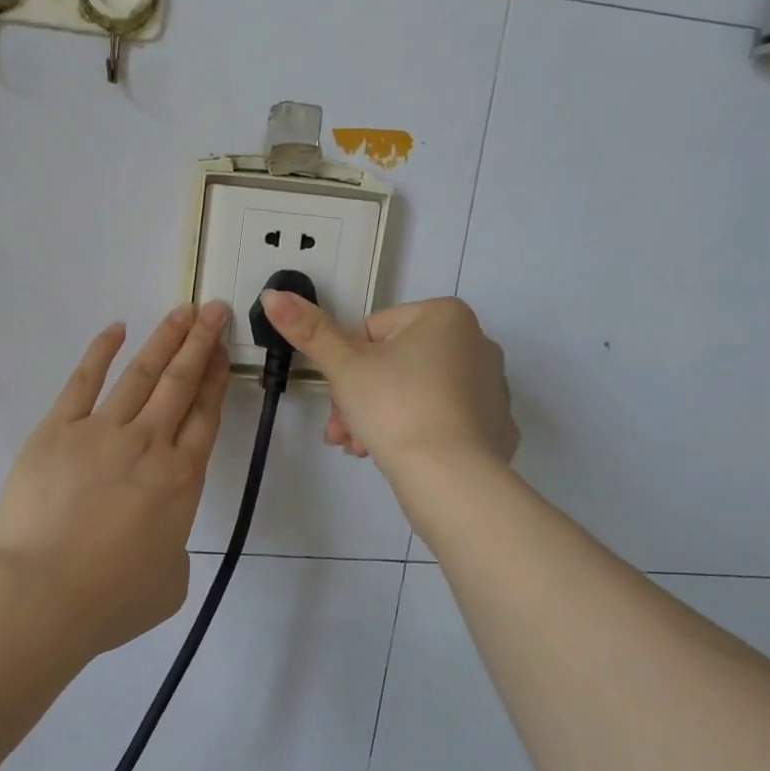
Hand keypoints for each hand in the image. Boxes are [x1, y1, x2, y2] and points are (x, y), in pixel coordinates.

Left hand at [0, 302, 232, 655]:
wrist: (41, 594)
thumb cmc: (110, 599)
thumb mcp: (169, 583)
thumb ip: (173, 549)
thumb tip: (158, 534)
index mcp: (181, 479)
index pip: (206, 416)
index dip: (217, 379)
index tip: (224, 351)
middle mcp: (149, 444)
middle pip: (181, 383)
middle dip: (201, 343)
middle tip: (215, 309)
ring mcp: (102, 431)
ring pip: (142, 374)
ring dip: (165, 339)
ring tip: (182, 311)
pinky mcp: (58, 429)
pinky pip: (84, 381)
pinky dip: (101, 352)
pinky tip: (117, 328)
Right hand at [259, 293, 516, 470]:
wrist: (449, 476)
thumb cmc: (394, 407)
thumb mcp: (343, 366)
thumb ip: (309, 330)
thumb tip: (273, 294)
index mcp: (444, 315)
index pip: (372, 331)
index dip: (345, 366)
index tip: (336, 399)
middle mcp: (477, 341)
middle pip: (395, 364)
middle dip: (359, 398)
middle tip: (341, 432)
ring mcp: (492, 386)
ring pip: (416, 393)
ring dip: (380, 417)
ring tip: (360, 449)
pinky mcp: (497, 425)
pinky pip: (445, 420)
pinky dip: (418, 432)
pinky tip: (399, 457)